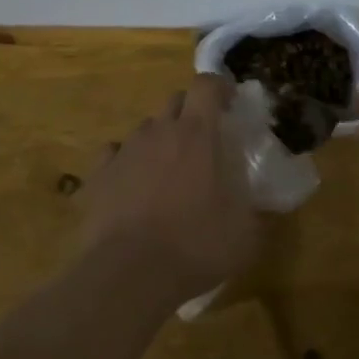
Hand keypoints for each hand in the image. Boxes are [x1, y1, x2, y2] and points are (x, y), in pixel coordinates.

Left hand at [81, 74, 261, 305]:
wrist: (128, 274)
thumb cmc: (195, 245)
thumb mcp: (245, 234)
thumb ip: (255, 210)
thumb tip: (261, 207)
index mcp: (197, 134)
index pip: (206, 85)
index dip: (219, 87)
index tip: (230, 102)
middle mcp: (159, 132)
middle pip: (174, 101)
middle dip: (190, 111)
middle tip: (204, 140)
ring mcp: (124, 152)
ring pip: (145, 128)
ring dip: (160, 139)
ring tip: (168, 170)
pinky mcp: (98, 176)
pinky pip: (114, 155)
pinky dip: (126, 163)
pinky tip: (133, 186)